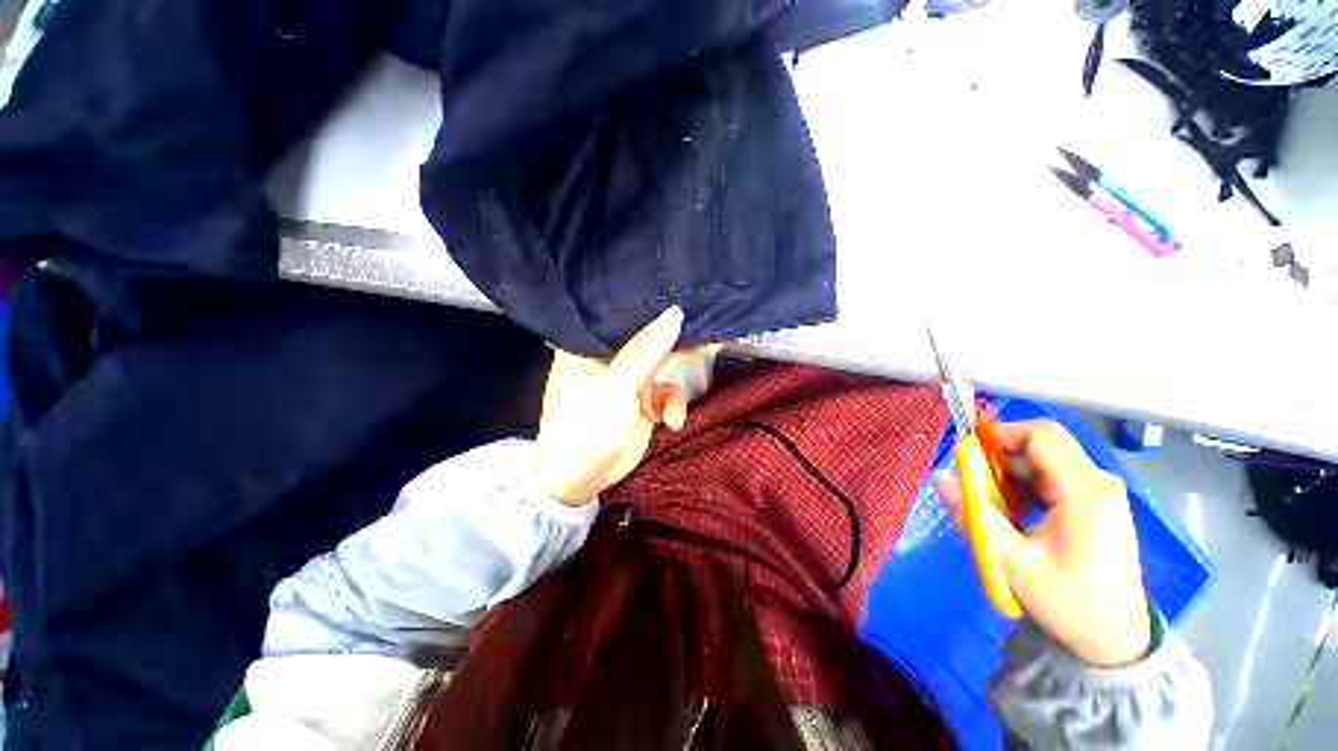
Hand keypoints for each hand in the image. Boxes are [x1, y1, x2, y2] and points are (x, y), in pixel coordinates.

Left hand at [533, 307, 697, 505]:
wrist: (580, 481)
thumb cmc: (586, 427)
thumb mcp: (615, 386)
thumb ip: (646, 350)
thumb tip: (675, 313)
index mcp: (587, 346)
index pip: (621, 315)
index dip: (651, 306)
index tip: (683, 295)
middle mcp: (608, 357)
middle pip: (647, 340)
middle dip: (674, 345)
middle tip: (706, 337)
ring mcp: (627, 379)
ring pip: (662, 368)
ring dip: (674, 388)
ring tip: (684, 397)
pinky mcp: (642, 400)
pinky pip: (666, 393)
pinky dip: (673, 406)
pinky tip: (672, 423)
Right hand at [934, 421, 1151, 666]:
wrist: (1114, 640)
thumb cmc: (1067, 602)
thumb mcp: (1011, 561)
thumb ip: (973, 513)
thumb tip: (940, 476)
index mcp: (1084, 491)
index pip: (1040, 435)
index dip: (999, 434)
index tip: (968, 456)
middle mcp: (1097, 483)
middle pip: (1040, 447)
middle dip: (1000, 461)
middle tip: (976, 490)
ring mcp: (1100, 494)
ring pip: (1043, 463)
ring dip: (1010, 478)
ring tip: (995, 510)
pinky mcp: (1096, 506)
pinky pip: (1052, 480)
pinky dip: (1025, 489)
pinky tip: (1016, 517)